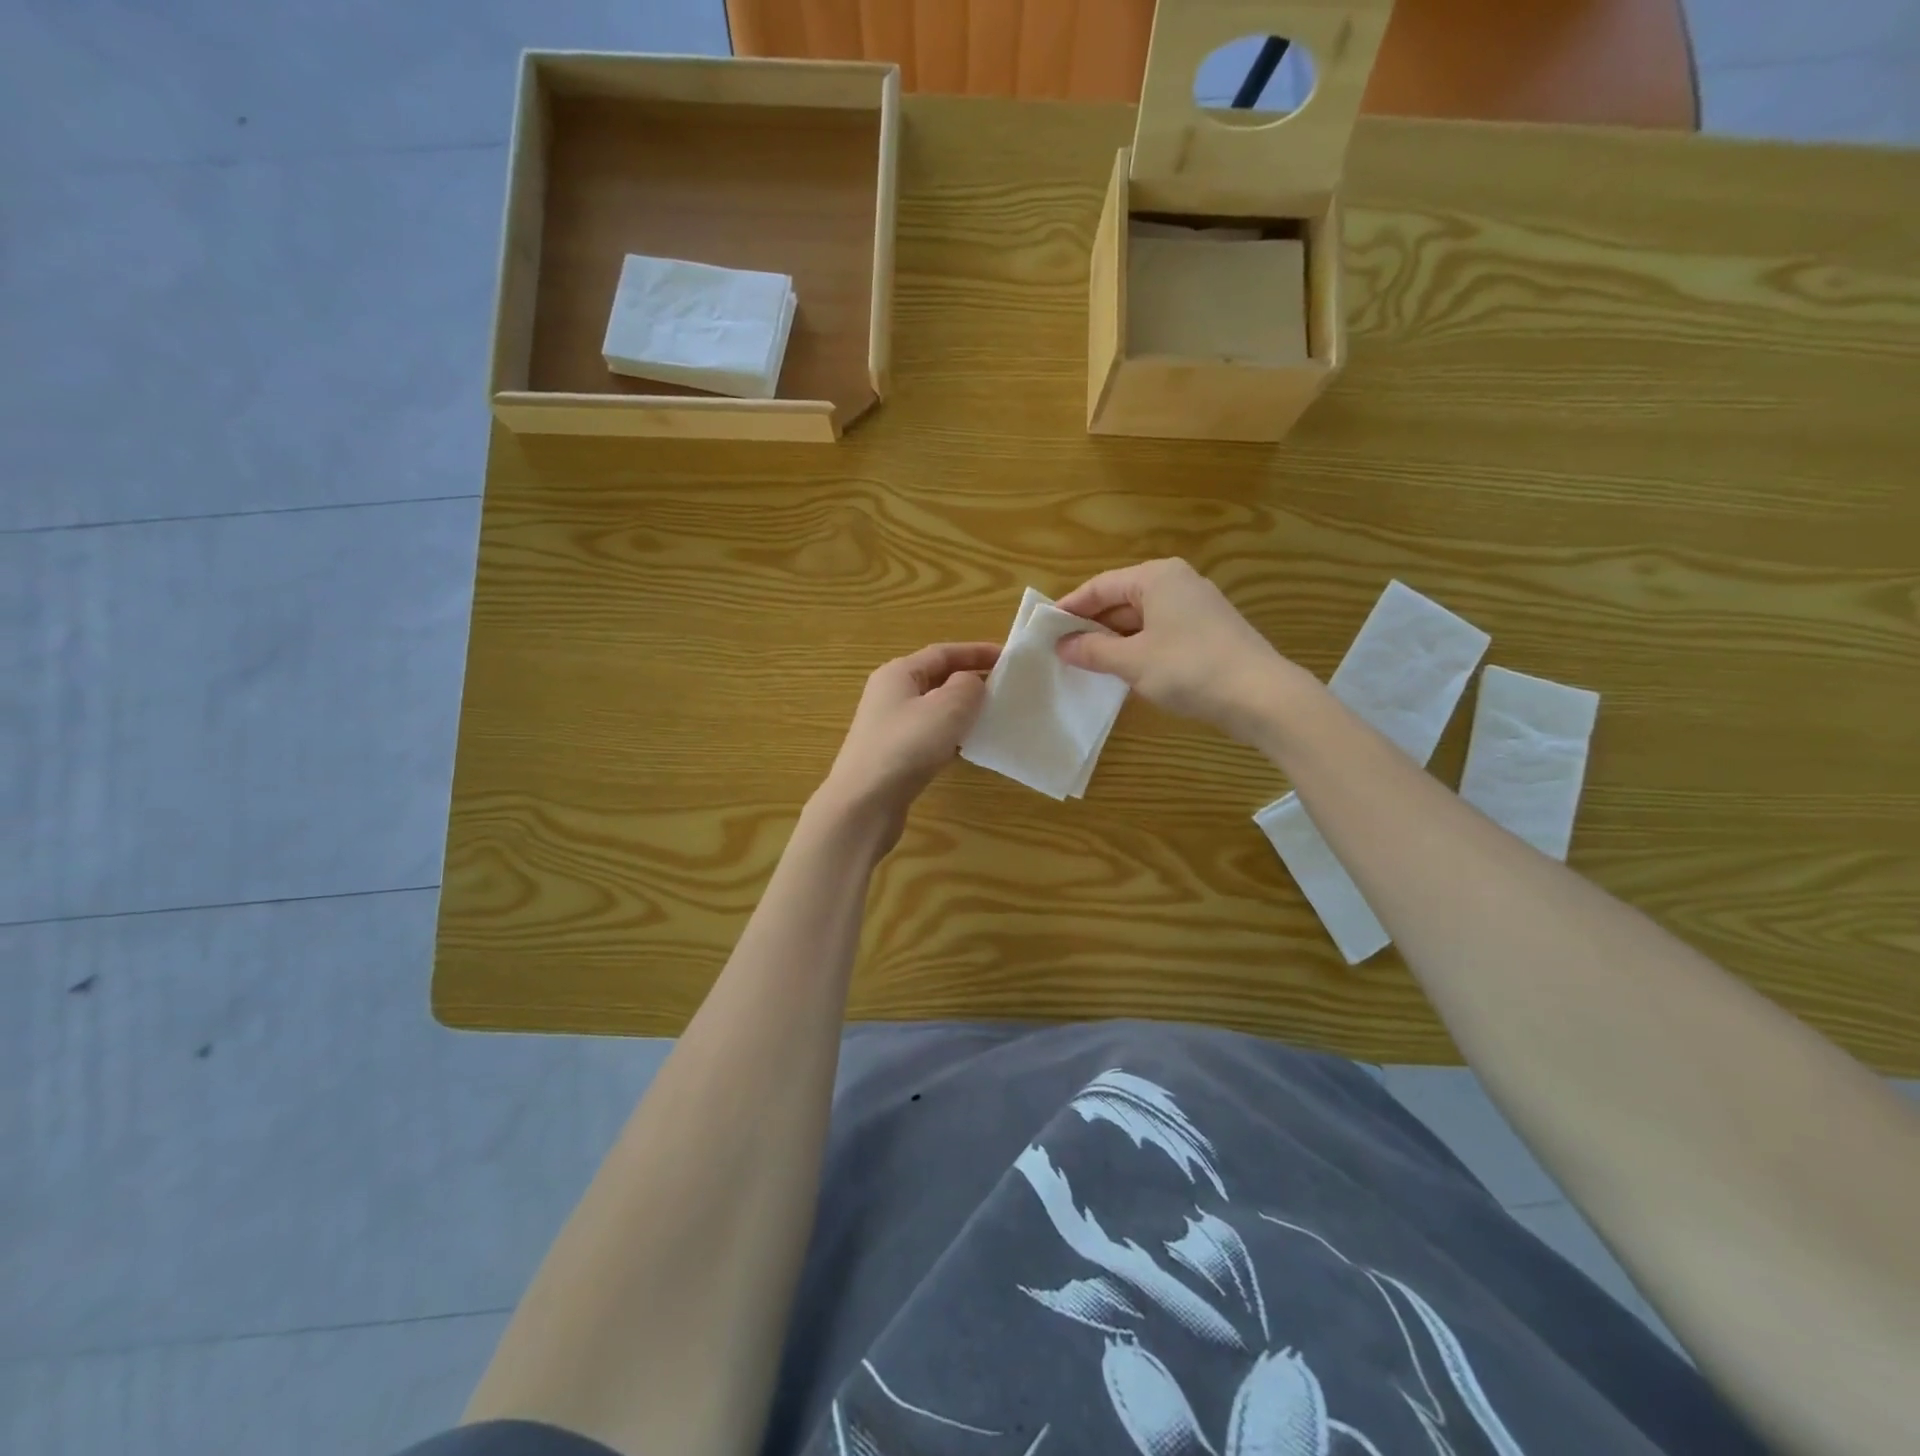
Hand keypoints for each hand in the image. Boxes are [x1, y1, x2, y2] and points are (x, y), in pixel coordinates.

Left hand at [819, 642, 1000, 845]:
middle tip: (1006, 687)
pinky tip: (970, 747)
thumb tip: (971, 684)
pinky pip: (930, 735)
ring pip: (935, 709)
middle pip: (937, 678)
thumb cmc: (906, 746)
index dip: (977, 651)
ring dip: (963, 710)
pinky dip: (952, 735)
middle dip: (971, 679)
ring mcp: (890, 726)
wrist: (864, 803)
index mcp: (899, 673)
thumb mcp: (946, 708)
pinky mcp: (895, 755)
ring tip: (994, 715)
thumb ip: (968, 686)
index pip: (943, 652)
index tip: (1008, 658)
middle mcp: (890, 694)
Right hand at [1054, 559, 1294, 740]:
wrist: (1261, 696)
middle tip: (1061, 650)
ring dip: (1113, 641)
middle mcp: (1177, 584)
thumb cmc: (1189, 668)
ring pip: (1140, 620)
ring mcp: (1196, 609)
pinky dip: (1137, 649)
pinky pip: (1159, 634)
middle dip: (1091, 626)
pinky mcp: (1207, 634)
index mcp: (1156, 578)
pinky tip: (1123, 672)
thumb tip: (1061, 645)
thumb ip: (1092, 650)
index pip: (1100, 586)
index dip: (1070, 608)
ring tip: (1085, 664)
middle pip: (1121, 600)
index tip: (1044, 628)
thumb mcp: (1132, 660)